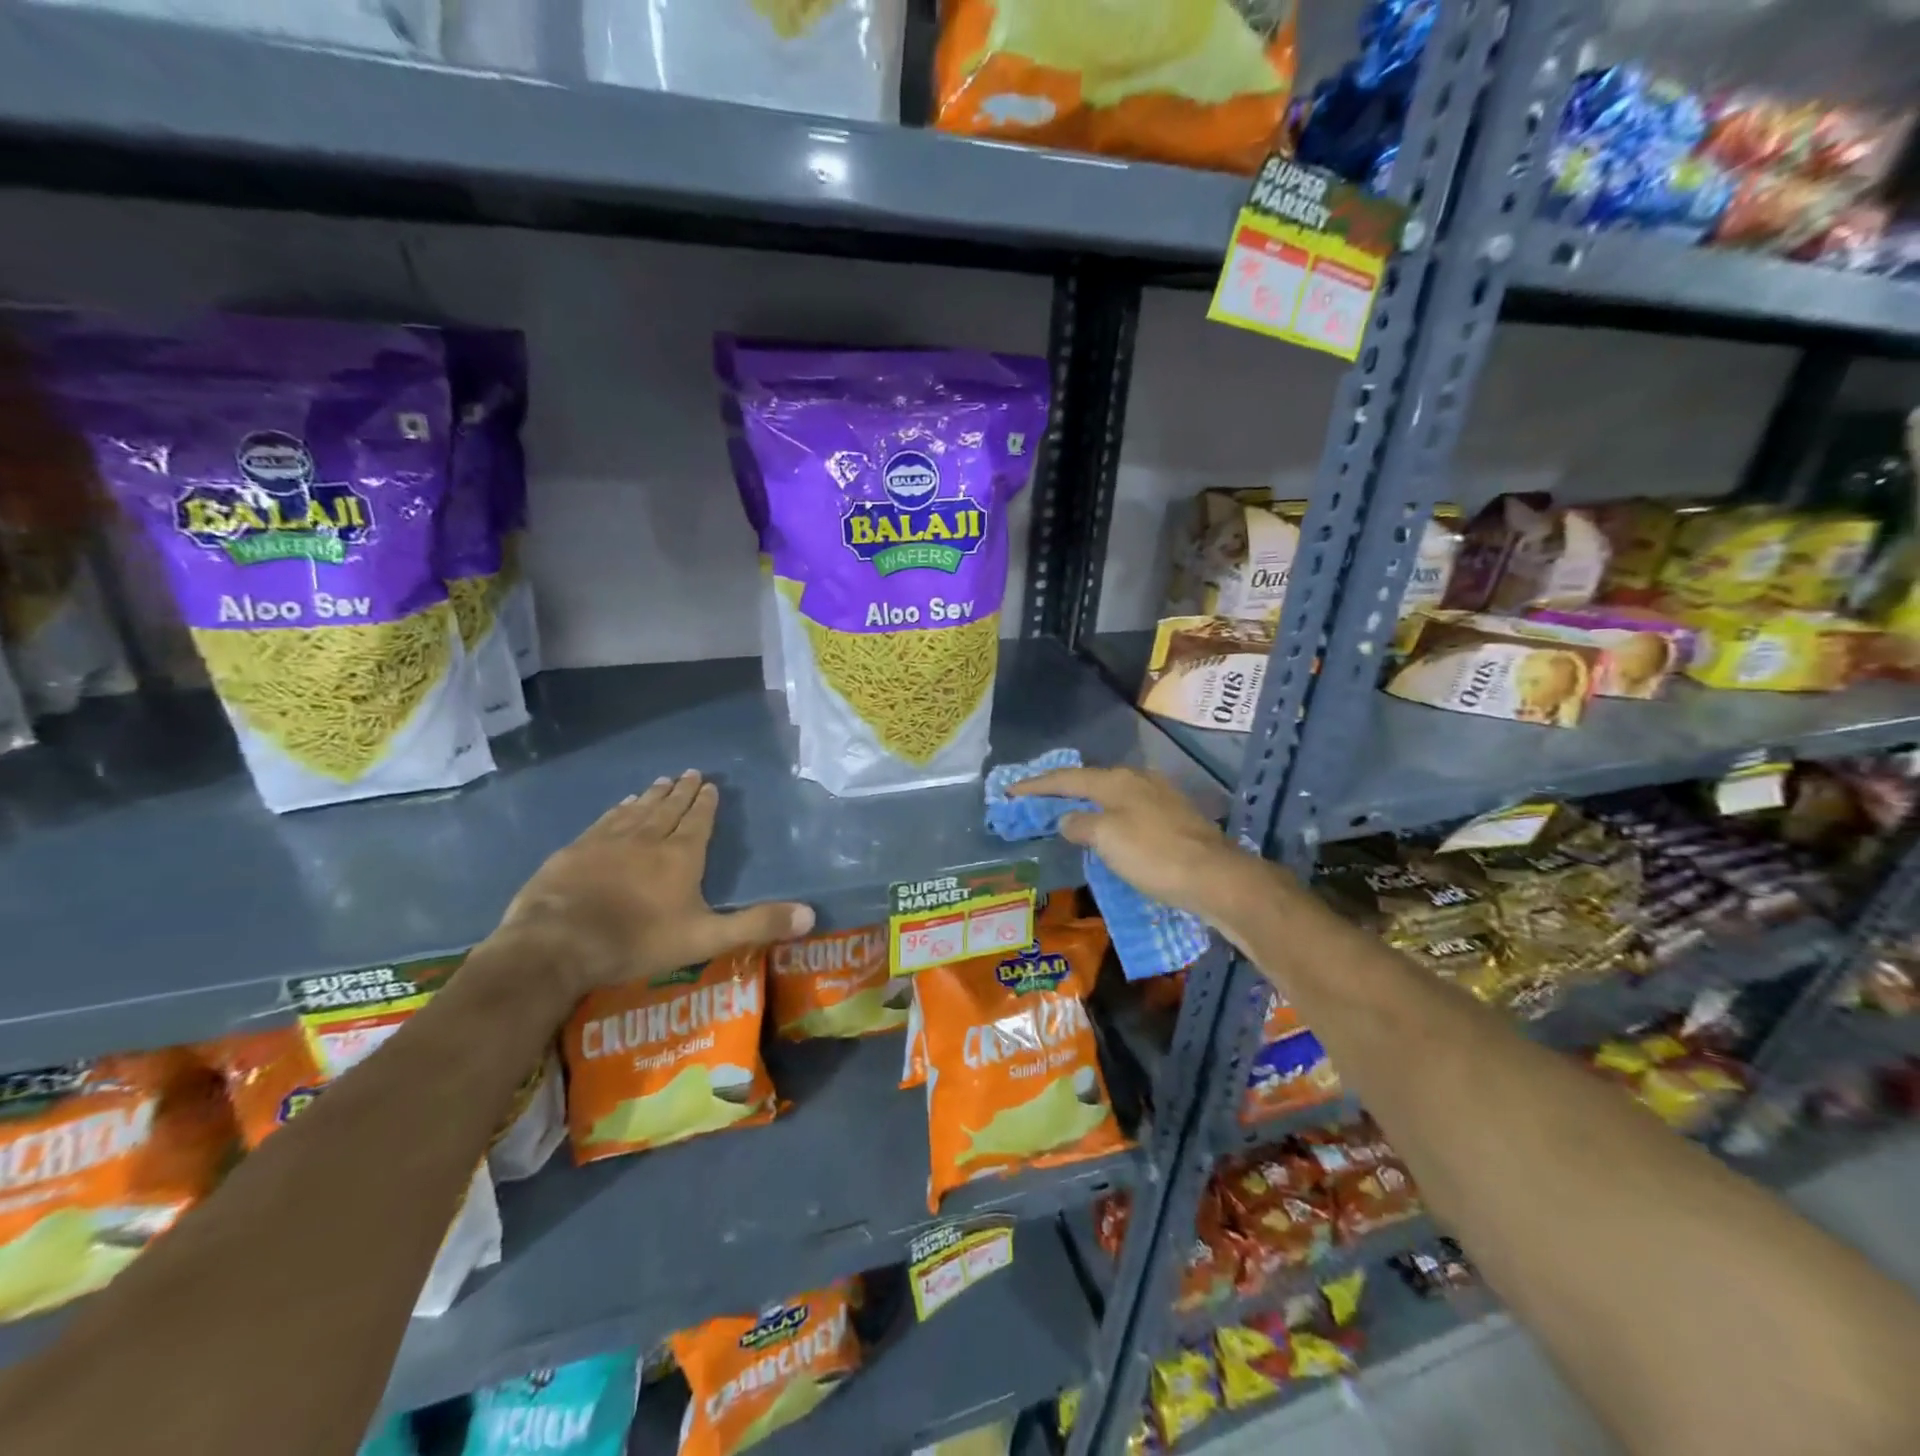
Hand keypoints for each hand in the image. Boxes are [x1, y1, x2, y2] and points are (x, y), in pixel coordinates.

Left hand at [496, 771, 813, 999]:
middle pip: (669, 809)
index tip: (710, 784)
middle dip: (682, 791)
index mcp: (681, 856)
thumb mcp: (706, 938)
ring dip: (652, 795)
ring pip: (637, 810)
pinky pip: (606, 820)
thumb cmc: (638, 940)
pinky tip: (621, 804)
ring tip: (661, 781)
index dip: (706, 803)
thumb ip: (757, 925)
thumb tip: (811, 915)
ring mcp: (608, 841)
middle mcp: (648, 838)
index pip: (698, 821)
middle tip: (690, 772)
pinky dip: (618, 809)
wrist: (558, 942)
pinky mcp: (577, 850)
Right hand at [1009, 765, 1267, 923]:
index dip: (1036, 785)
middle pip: (1090, 781)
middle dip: (1061, 790)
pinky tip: (1106, 831)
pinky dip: (1107, 818)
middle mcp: (1139, 780)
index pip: (1067, 778)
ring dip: (1086, 804)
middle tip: (1035, 801)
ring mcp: (1160, 798)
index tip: (1010, 791)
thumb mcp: (1107, 839)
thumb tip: (1067, 818)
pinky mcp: (1175, 819)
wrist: (1216, 878)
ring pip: (1111, 796)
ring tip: (1066, 815)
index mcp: (1118, 780)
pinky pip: (1128, 811)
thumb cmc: (1155, 856)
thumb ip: (1080, 824)